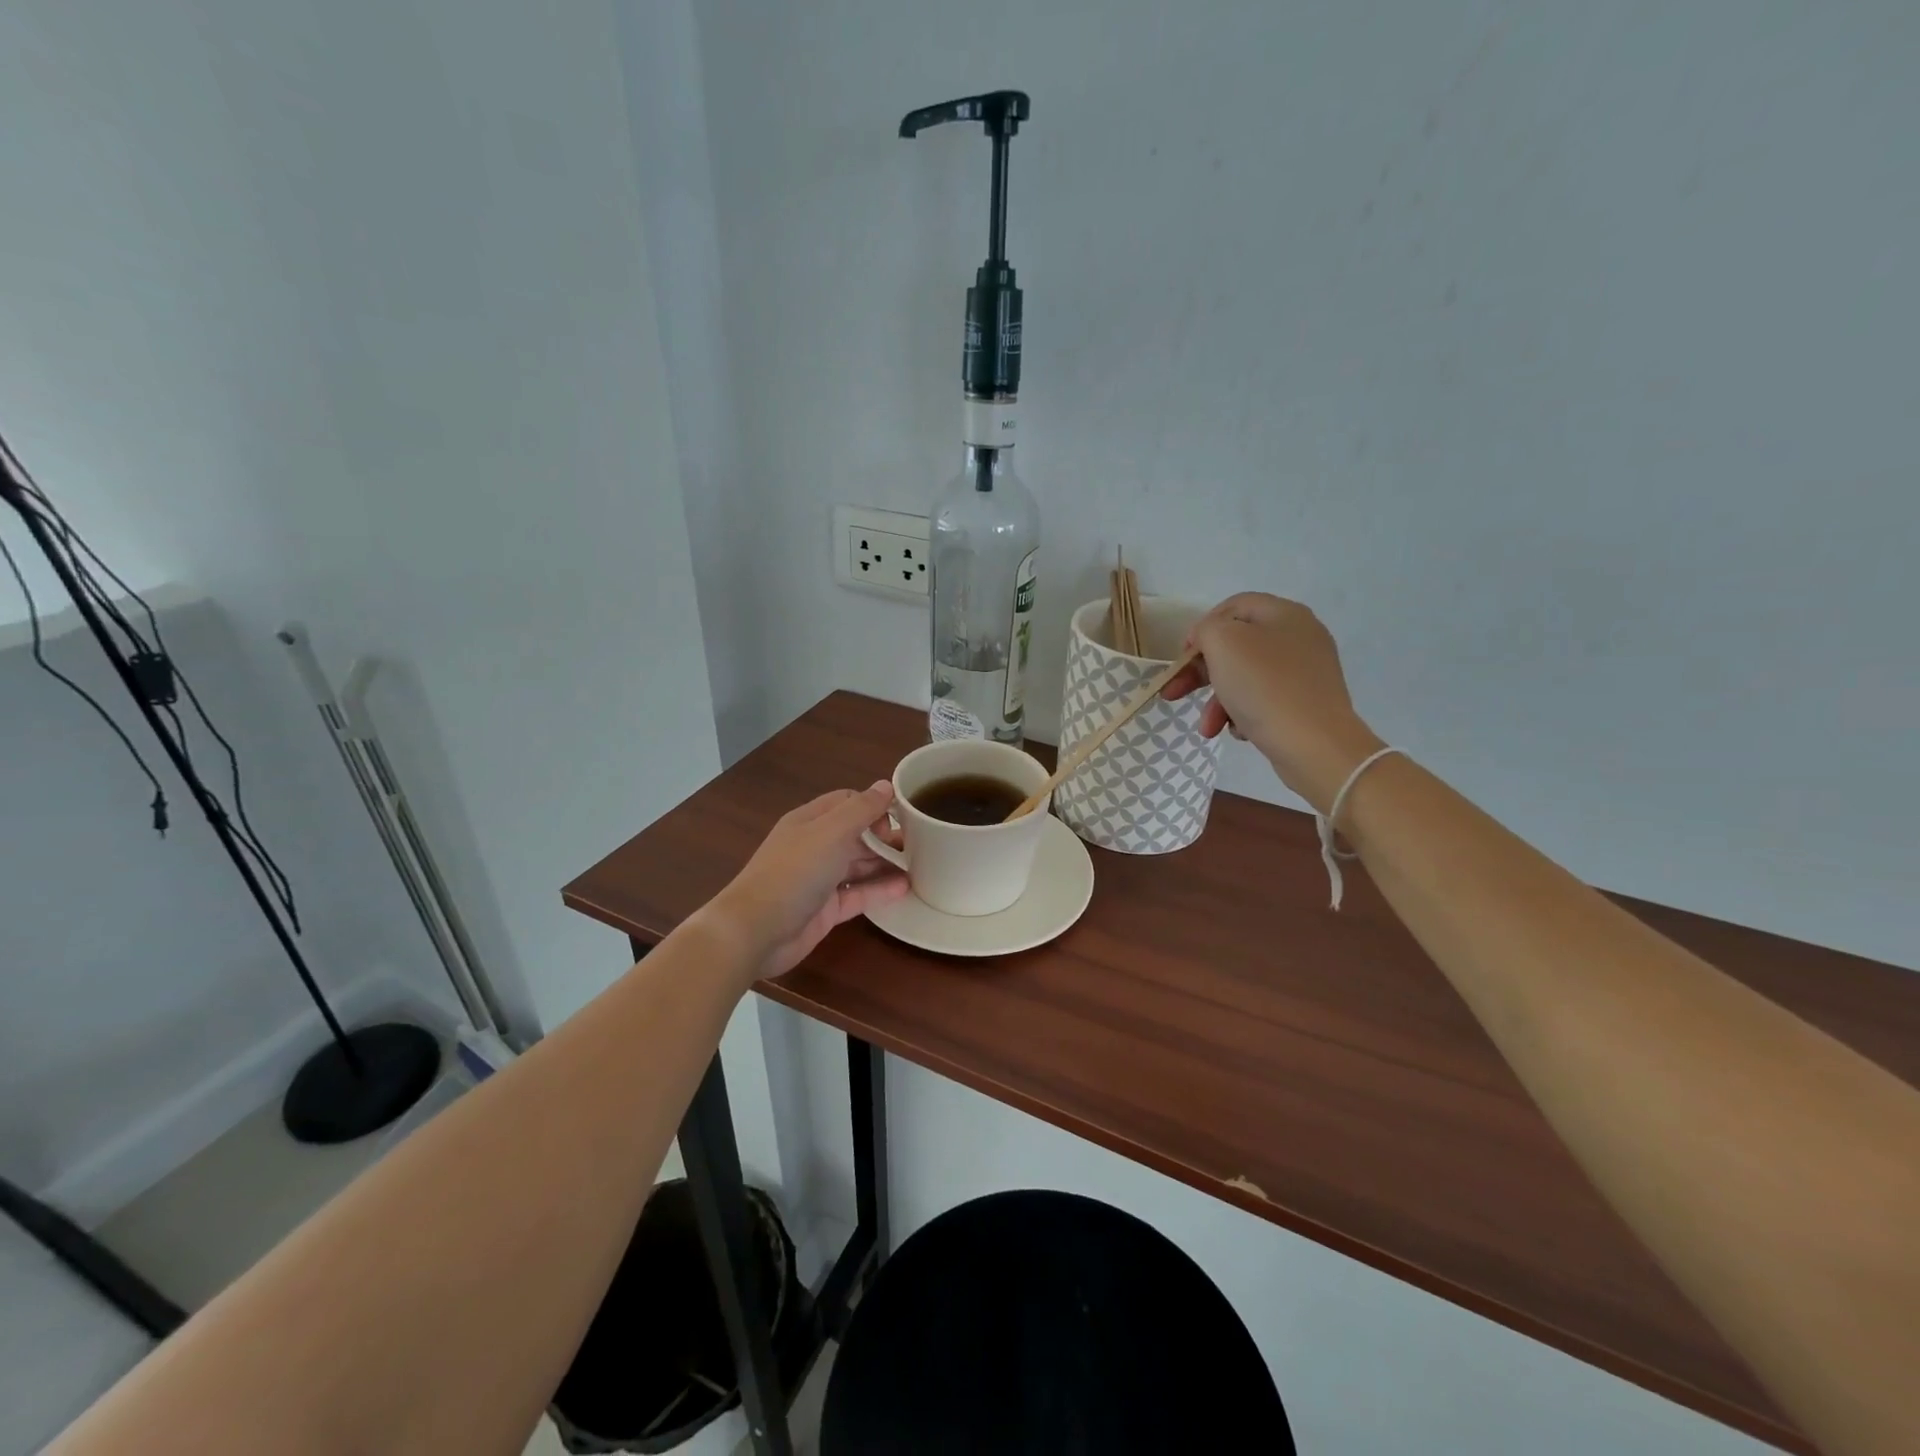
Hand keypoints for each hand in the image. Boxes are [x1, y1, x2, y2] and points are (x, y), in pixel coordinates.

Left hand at [702, 782, 908, 984]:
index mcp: (810, 821)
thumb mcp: (831, 833)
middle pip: (856, 834)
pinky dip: (879, 890)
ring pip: (858, 865)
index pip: (847, 802)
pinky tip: (906, 888)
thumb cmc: (794, 872)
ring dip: (886, 863)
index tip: (902, 816)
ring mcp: (819, 879)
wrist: (755, 931)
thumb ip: (861, 809)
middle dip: (885, 836)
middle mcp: (815, 846)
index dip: (874, 805)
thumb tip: (886, 786)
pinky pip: (858, 894)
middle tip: (920, 843)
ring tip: (922, 864)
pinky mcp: (825, 910)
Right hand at [1162, 593, 1384, 813]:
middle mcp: (1299, 637)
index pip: (1233, 606)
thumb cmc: (1264, 686)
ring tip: (1208, 728)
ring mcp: (1306, 672)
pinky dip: (1244, 714)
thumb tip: (1208, 640)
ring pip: (1246, 678)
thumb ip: (1206, 630)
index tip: (1184, 656)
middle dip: (1201, 673)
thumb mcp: (1223, 643)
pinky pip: (1264, 700)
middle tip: (1175, 693)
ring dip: (1218, 701)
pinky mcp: (1306, 703)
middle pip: (1236, 645)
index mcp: (1284, 613)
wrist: (1314, 744)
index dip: (1202, 627)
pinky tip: (1241, 731)